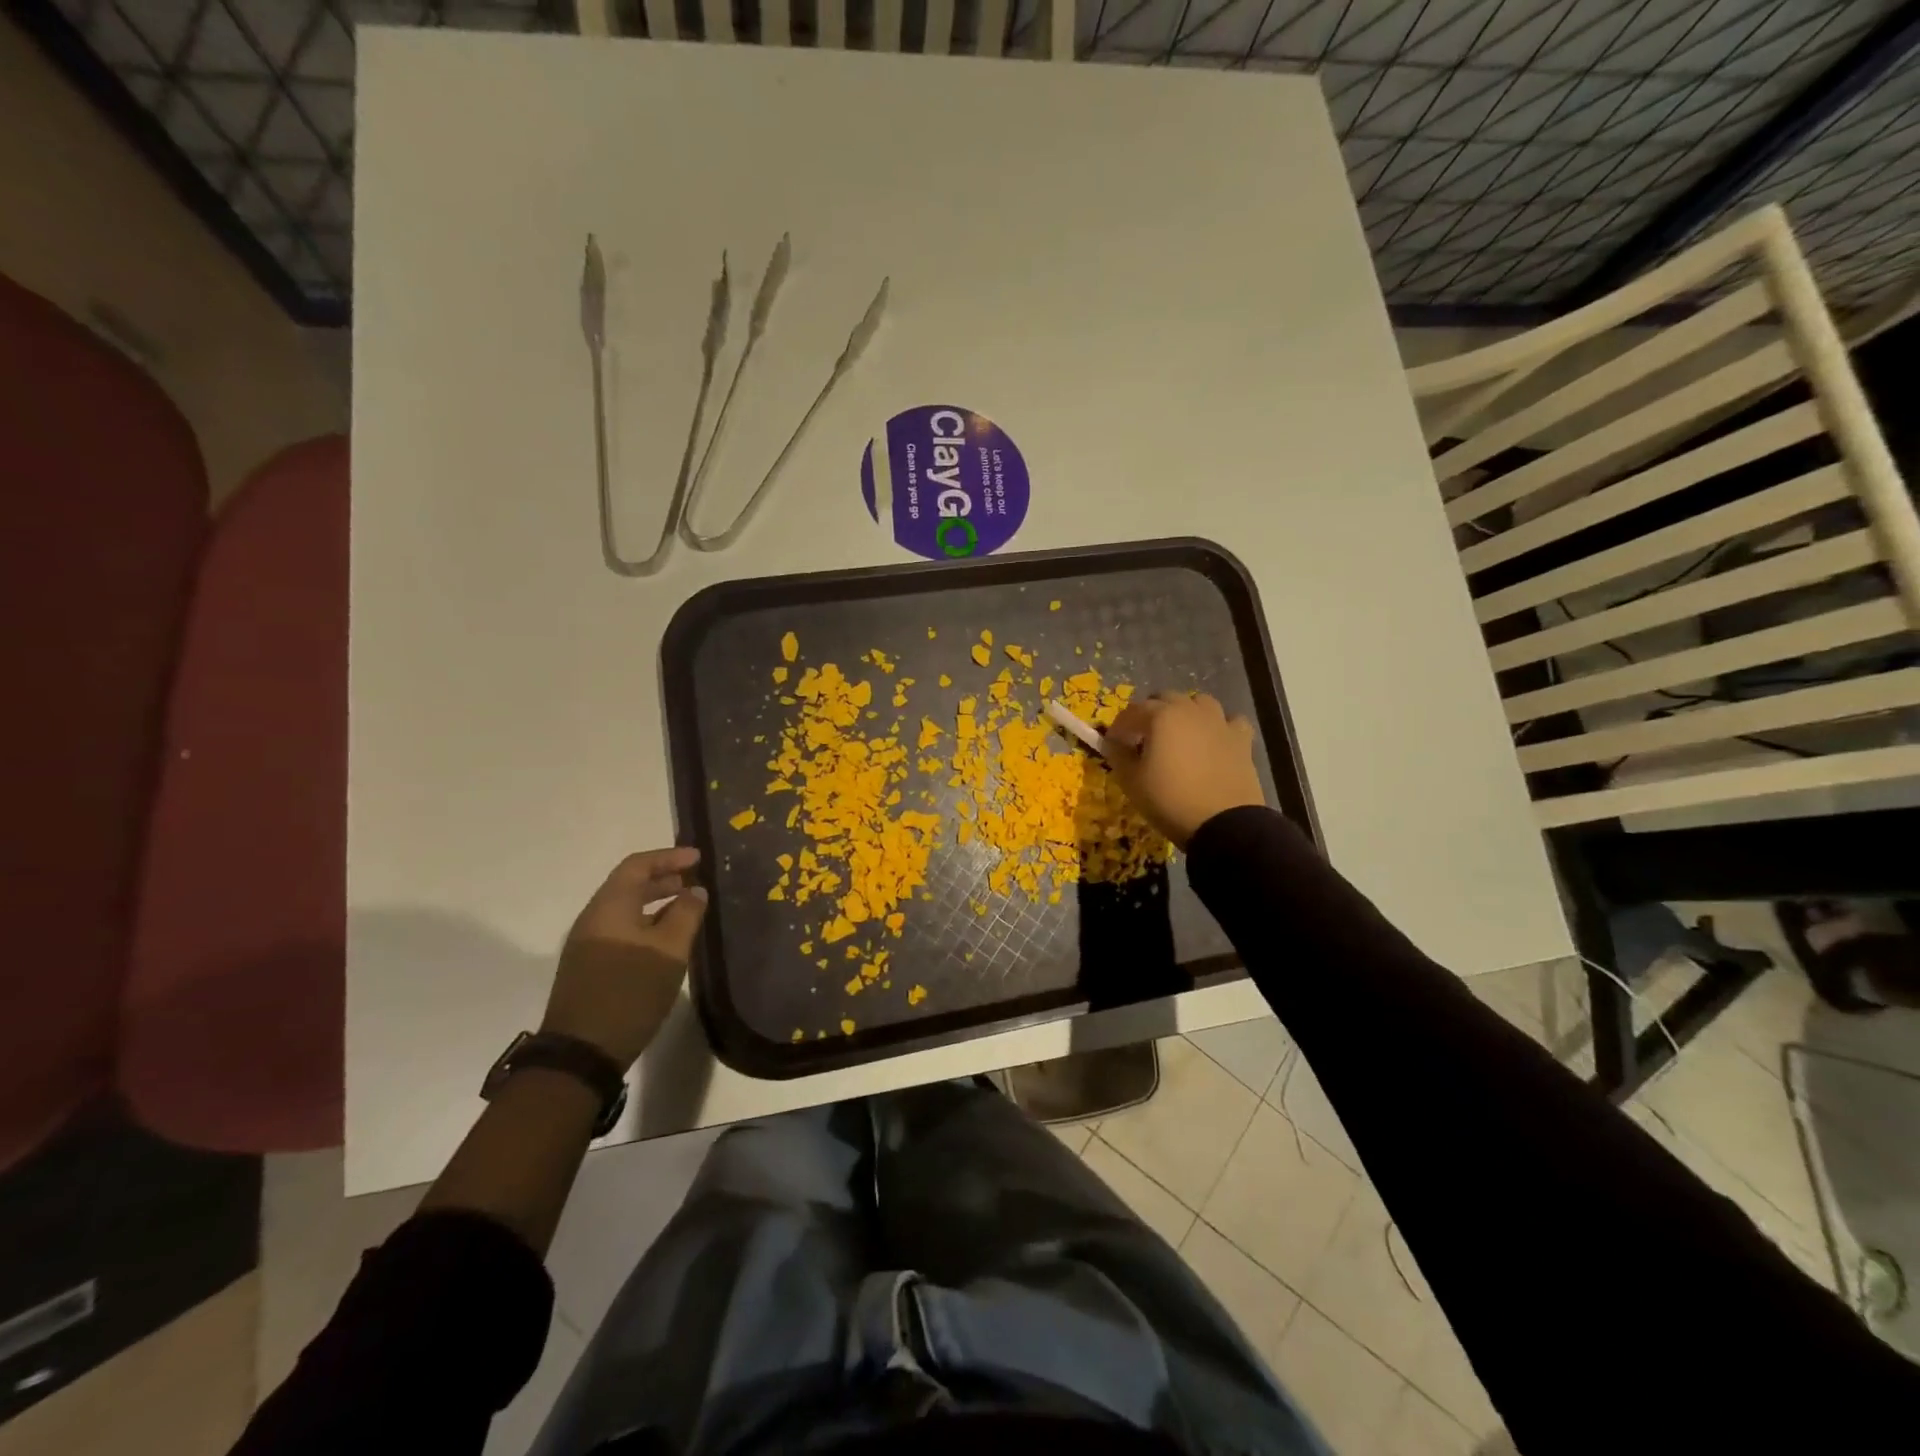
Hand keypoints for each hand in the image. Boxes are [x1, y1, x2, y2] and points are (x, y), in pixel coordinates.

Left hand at [540, 848, 707, 1069]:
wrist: (582, 1051)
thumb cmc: (630, 992)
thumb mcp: (669, 950)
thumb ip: (686, 914)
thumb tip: (695, 891)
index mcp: (609, 907)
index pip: (637, 865)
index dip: (669, 857)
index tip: (698, 858)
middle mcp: (594, 919)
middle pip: (629, 885)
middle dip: (664, 879)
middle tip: (696, 881)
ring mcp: (588, 944)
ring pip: (626, 910)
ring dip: (657, 903)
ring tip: (688, 908)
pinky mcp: (590, 967)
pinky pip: (621, 930)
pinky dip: (647, 924)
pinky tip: (667, 940)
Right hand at [1106, 693, 1265, 848]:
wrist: (1224, 823)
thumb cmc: (1170, 800)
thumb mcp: (1132, 781)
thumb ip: (1118, 755)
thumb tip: (1114, 743)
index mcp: (1160, 716)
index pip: (1131, 712)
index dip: (1118, 727)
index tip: (1113, 744)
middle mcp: (1190, 710)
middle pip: (1164, 699)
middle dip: (1150, 714)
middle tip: (1143, 738)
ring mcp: (1219, 722)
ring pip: (1199, 702)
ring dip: (1185, 712)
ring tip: (1178, 735)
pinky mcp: (1241, 739)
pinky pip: (1229, 721)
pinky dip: (1219, 726)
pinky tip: (1214, 740)